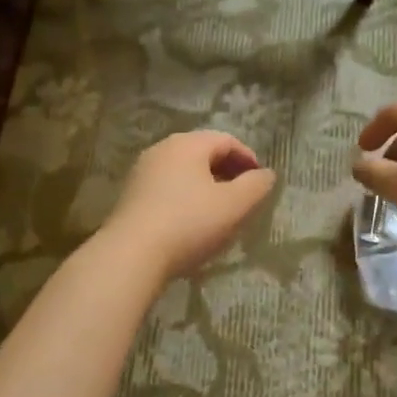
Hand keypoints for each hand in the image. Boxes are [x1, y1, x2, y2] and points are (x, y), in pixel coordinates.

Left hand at [101, 131, 276, 280]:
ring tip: (220, 212)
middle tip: (243, 197)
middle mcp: (162, 150)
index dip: (248, 159)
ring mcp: (142, 173)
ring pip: (184, 172)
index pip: (227, 141)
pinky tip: (191, 224)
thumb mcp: (234, 205)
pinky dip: (186, 199)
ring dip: (206, 187)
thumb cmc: (189, 223)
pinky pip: (167, 189)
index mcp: (188, 144)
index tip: (260, 182)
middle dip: (227, 172)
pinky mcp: (130, 197)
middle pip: (203, 154)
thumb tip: (266, 174)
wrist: (131, 255)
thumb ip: (256, 186)